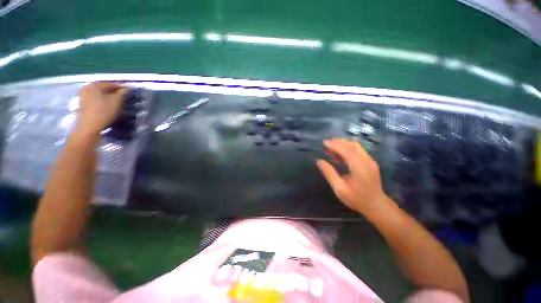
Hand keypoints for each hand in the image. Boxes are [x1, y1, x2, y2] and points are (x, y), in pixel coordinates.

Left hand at [76, 82, 127, 135]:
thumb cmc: (104, 112)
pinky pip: (94, 98)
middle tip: (122, 96)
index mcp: (95, 85)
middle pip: (103, 88)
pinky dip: (101, 100)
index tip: (128, 91)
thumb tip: (127, 88)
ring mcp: (83, 96)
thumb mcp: (117, 101)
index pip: (111, 83)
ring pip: (98, 93)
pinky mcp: (82, 104)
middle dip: (113, 91)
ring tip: (115, 101)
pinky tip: (106, 105)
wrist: (89, 126)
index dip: (121, 87)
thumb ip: (123, 93)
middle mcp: (87, 87)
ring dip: (107, 96)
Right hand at [317, 138, 394, 215]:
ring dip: (344, 145)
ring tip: (331, 148)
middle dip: (339, 142)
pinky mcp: (371, 164)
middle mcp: (366, 160)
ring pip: (356, 147)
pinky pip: (359, 152)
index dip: (334, 145)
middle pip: (352, 145)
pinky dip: (348, 149)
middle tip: (327, 143)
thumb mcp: (340, 188)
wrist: (377, 206)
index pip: (345, 150)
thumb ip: (329, 173)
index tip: (324, 143)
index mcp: (359, 166)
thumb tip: (319, 161)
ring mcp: (370, 161)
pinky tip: (340, 155)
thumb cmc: (357, 198)